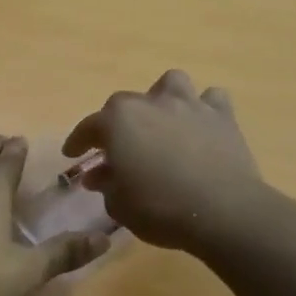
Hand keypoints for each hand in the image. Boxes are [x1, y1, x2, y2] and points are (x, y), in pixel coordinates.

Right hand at [63, 70, 263, 251]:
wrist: (223, 211)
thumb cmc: (160, 208)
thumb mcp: (119, 205)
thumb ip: (105, 185)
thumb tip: (99, 175)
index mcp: (118, 120)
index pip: (88, 127)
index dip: (78, 142)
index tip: (72, 154)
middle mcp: (151, 102)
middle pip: (125, 104)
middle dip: (118, 123)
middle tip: (119, 148)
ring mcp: (189, 105)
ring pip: (171, 84)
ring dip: (163, 98)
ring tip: (163, 120)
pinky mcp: (222, 116)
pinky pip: (211, 100)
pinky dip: (205, 109)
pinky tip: (202, 126)